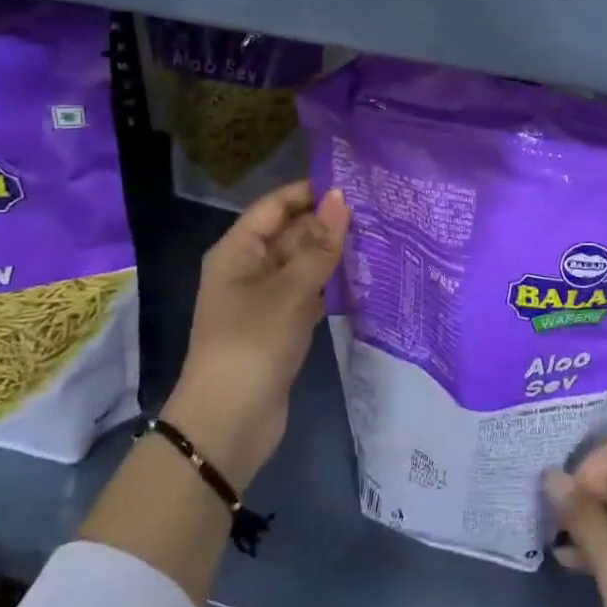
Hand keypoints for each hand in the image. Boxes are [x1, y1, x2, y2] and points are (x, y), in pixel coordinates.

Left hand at [162, 181, 347, 488]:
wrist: (229, 424)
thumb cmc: (253, 344)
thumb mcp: (290, 290)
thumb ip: (319, 245)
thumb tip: (342, 197)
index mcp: (237, 251)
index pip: (275, 205)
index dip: (310, 191)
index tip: (354, 182)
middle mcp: (248, 268)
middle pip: (290, 232)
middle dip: (327, 222)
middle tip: (376, 210)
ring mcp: (264, 299)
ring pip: (301, 263)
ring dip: (332, 253)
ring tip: (377, 236)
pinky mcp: (280, 326)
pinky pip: (307, 292)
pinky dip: (330, 284)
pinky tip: (363, 277)